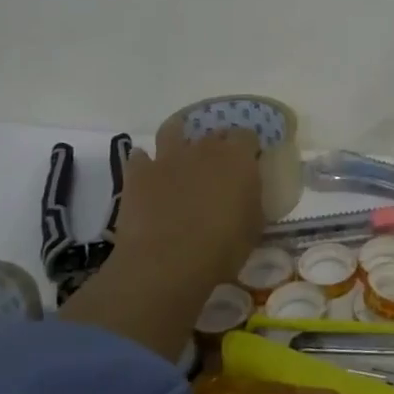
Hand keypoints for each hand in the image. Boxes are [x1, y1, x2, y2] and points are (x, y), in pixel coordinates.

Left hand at [116, 128, 263, 281]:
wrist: (166, 263)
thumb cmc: (221, 247)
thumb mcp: (254, 225)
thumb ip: (251, 199)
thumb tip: (245, 193)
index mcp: (237, 157)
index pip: (247, 135)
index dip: (247, 148)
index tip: (248, 163)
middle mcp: (204, 148)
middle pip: (213, 133)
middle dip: (217, 145)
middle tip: (217, 168)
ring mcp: (168, 157)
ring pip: (172, 130)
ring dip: (178, 136)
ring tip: (179, 151)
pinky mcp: (139, 173)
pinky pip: (139, 157)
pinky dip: (144, 163)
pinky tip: (148, 174)